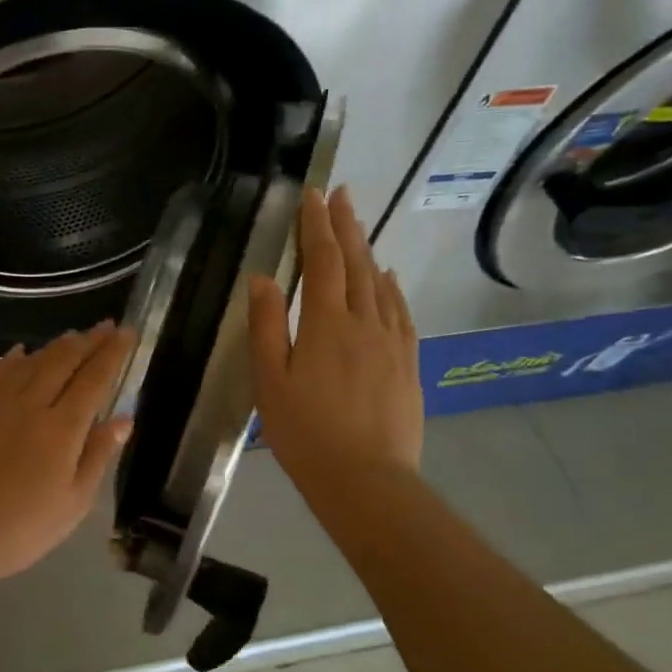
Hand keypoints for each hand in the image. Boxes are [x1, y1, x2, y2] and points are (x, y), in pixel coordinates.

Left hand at [0, 322, 136, 590]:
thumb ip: (98, 455)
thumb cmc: (22, 530)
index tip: (128, 332)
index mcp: (61, 429)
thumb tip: (124, 418)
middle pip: (63, 362)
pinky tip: (19, 352)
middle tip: (106, 326)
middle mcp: (30, 406)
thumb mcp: (74, 503)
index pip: (94, 379)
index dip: (113, 353)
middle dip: (88, 341)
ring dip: (55, 346)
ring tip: (73, 335)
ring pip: (30, 363)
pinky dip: (12, 360)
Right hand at [249, 187, 422, 496]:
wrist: (365, 478)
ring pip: (380, 284)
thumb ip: (266, 326)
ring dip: (367, 249)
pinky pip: (401, 312)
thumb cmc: (304, 432)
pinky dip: (392, 287)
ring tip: (358, 225)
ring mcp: (391, 342)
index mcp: (326, 324)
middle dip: (345, 225)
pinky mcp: (407, 362)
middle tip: (340, 193)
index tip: (313, 194)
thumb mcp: (270, 381)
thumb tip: (263, 278)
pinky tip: (388, 278)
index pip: (322, 261)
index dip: (316, 225)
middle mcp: (364, 322)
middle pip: (356, 263)